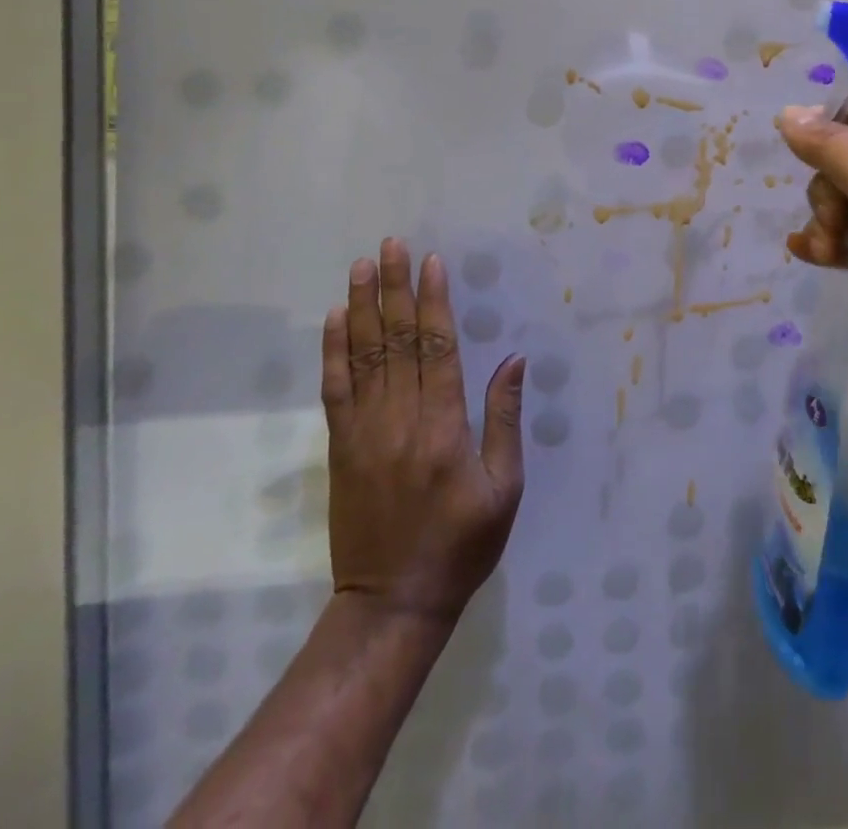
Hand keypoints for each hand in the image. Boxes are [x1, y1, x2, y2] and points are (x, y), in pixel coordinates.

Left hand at [322, 239, 525, 624]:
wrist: (392, 603)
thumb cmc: (462, 545)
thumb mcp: (503, 488)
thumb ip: (504, 420)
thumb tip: (513, 360)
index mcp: (444, 429)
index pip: (438, 349)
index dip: (435, 302)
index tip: (432, 262)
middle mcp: (400, 421)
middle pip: (398, 342)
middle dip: (395, 289)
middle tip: (391, 245)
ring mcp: (364, 434)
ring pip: (363, 357)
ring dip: (362, 307)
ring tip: (361, 266)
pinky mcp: (341, 449)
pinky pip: (335, 391)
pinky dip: (334, 351)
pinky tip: (335, 319)